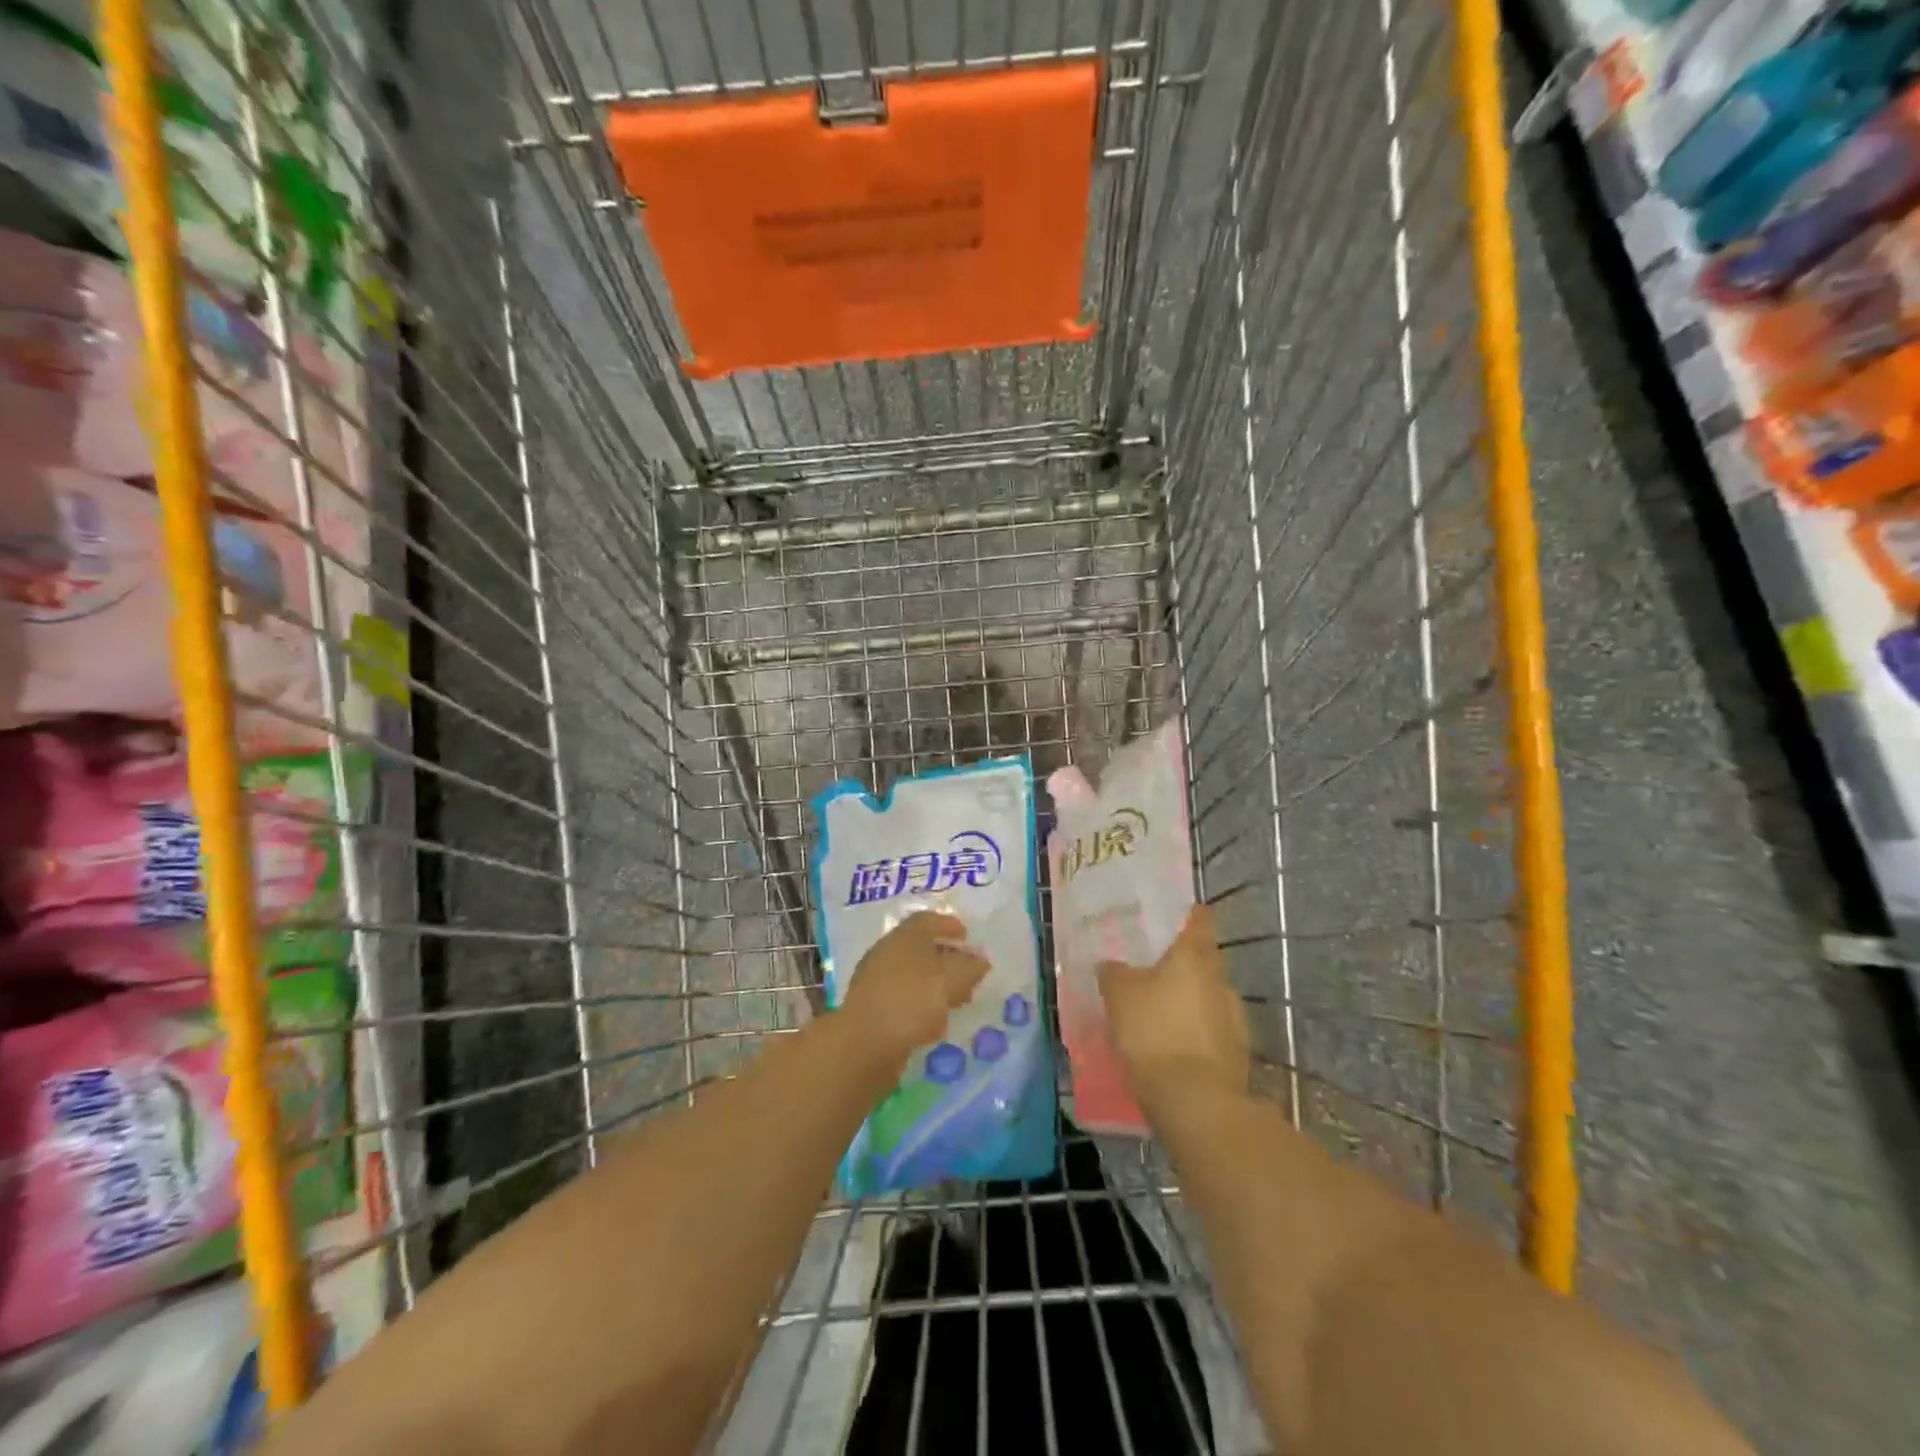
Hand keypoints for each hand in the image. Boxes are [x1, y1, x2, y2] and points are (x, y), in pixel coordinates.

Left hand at [839, 912, 988, 1062]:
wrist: (863, 1043)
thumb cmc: (911, 1001)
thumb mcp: (949, 982)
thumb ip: (969, 969)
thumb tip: (981, 960)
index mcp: (904, 936)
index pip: (927, 920)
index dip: (948, 925)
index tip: (966, 936)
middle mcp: (887, 952)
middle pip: (920, 947)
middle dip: (946, 957)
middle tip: (967, 971)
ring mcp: (876, 980)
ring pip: (912, 974)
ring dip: (935, 982)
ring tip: (957, 1000)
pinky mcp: (872, 1007)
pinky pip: (903, 996)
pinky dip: (921, 1002)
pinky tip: (934, 1020)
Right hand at [1098, 904, 1248, 1108]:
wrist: (1195, 1102)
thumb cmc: (1154, 1032)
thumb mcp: (1119, 996)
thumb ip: (1114, 973)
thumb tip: (1111, 964)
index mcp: (1195, 956)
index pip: (1200, 919)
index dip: (1187, 914)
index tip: (1170, 917)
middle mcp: (1221, 980)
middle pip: (1204, 960)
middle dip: (1181, 963)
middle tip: (1150, 969)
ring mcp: (1235, 1018)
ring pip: (1208, 996)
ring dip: (1188, 1000)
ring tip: (1158, 1013)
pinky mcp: (1237, 1053)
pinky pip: (1211, 1031)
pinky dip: (1194, 1032)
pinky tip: (1172, 1046)